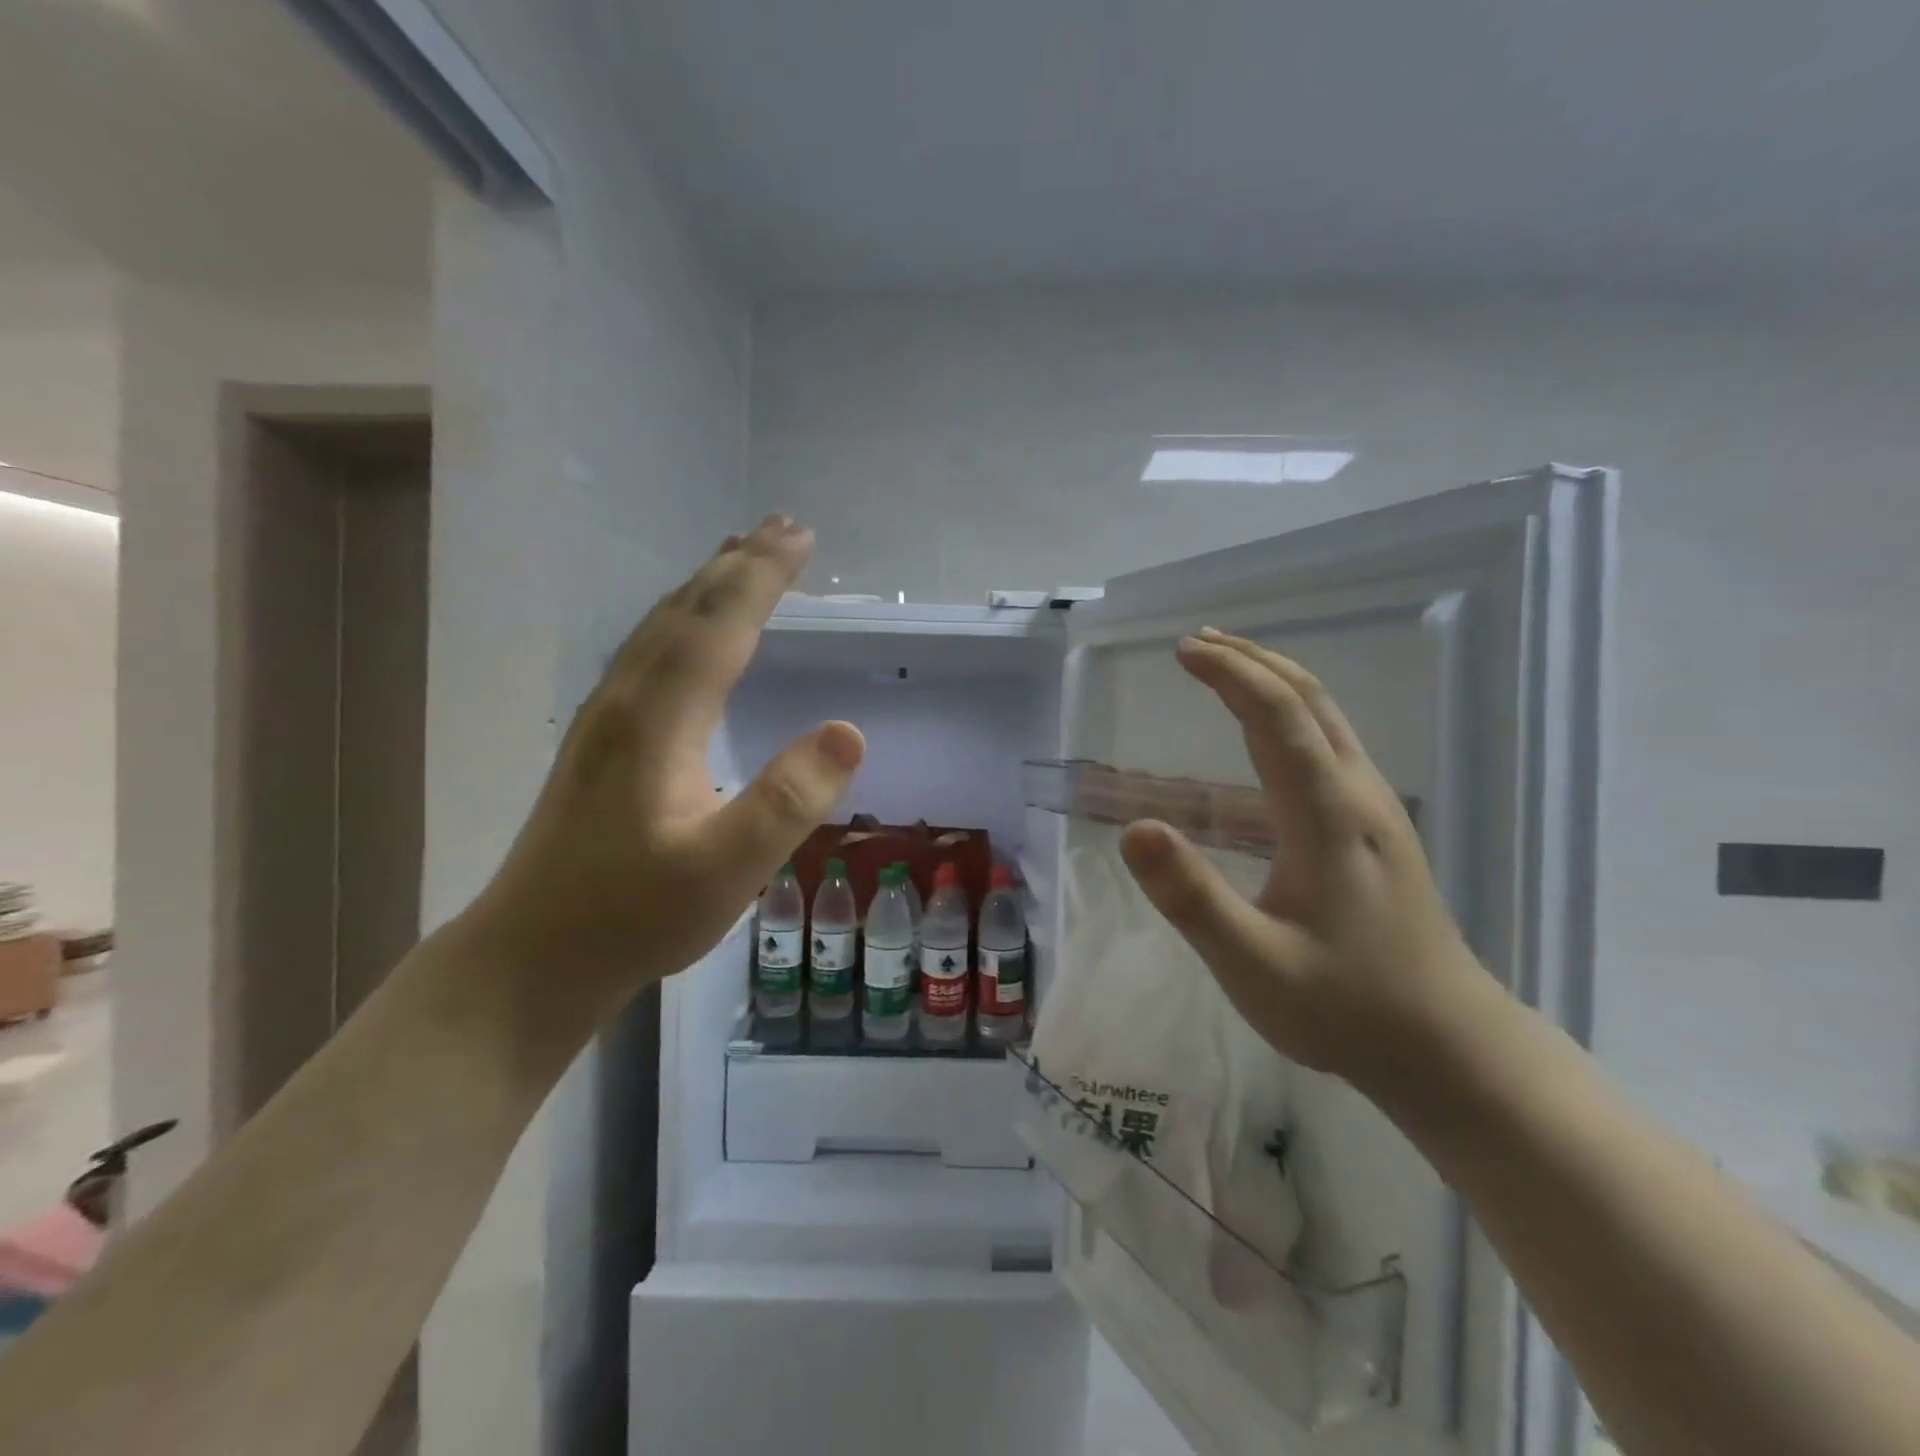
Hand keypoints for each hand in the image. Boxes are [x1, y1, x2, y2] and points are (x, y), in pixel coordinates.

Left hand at [467, 515, 864, 1011]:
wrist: (531, 956)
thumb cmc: (634, 916)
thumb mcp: (727, 868)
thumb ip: (789, 799)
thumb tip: (849, 731)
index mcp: (658, 719)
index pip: (720, 626)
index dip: (763, 577)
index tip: (801, 536)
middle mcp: (626, 701)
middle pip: (686, 611)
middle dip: (737, 564)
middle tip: (782, 527)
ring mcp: (604, 719)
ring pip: (659, 627)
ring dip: (705, 585)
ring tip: (740, 558)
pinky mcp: (598, 741)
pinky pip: (646, 652)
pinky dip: (680, 620)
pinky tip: (687, 633)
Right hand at [1119, 628, 1488, 1090]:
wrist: (1449, 1047)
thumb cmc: (1346, 1007)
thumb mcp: (1253, 964)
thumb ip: (1191, 898)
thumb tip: (1135, 828)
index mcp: (1328, 816)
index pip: (1277, 716)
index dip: (1230, 674)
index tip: (1183, 651)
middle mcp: (1358, 796)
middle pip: (1309, 700)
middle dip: (1252, 661)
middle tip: (1197, 643)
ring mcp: (1375, 810)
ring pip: (1326, 717)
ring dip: (1274, 680)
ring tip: (1227, 666)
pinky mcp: (1376, 829)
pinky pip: (1330, 743)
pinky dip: (1291, 712)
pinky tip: (1268, 731)